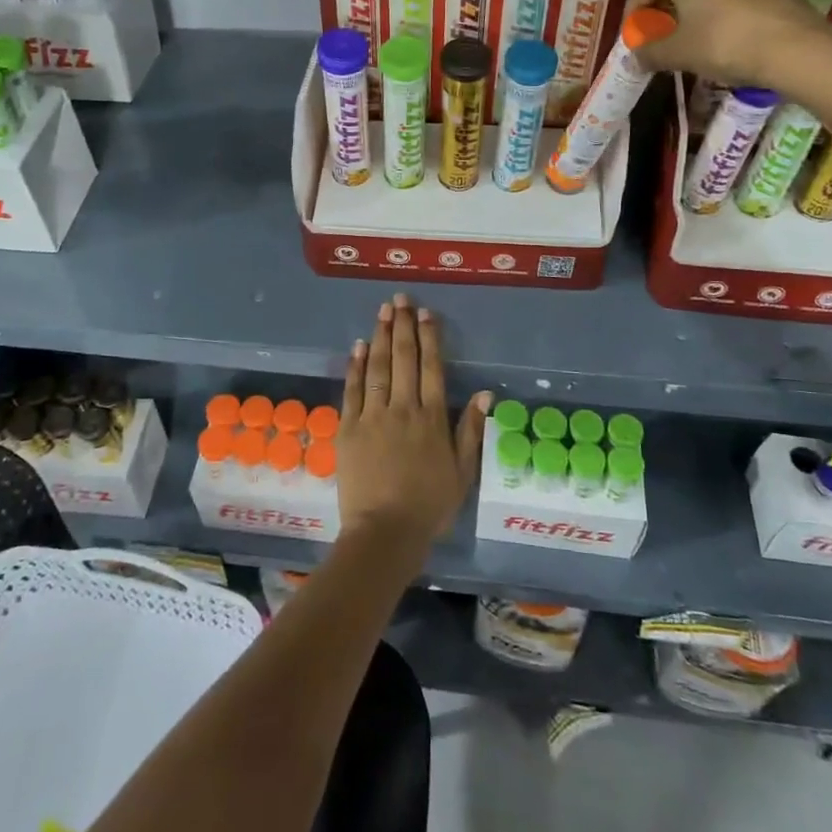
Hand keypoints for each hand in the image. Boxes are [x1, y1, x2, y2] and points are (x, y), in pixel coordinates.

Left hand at [337, 294, 489, 559]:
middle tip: (400, 299)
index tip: (426, 314)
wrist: (384, 532)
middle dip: (403, 326)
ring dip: (381, 336)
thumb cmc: (429, 506)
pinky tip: (359, 346)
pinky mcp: (348, 428)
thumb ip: (470, 430)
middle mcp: (402, 409)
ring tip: (382, 311)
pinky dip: (356, 366)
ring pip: (378, 367)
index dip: (429, 338)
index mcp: (432, 419)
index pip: (431, 368)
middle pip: (404, 359)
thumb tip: (483, 393)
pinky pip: (352, 390)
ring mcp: (372, 416)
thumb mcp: (462, 473)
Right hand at [631, 0, 831, 111]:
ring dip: (693, 6)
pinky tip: (723, 33)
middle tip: (660, 34)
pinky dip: (720, 8)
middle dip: (665, 7)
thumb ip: (650, 53)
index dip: (635, 13)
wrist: (795, 47)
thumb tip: (634, 58)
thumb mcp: (677, 53)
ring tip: (691, 34)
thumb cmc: (723, 43)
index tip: (634, 36)